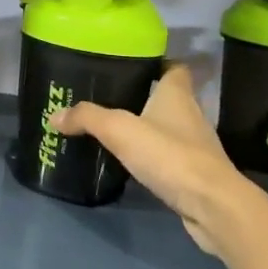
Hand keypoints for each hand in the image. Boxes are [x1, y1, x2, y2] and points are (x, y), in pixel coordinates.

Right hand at [49, 64, 266, 257]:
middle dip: (144, 96)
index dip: (158, 63)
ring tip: (115, 130)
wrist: (213, 205)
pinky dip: (154, 157)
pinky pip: (170, 157)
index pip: (174, 67)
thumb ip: (87, 118)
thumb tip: (55, 115)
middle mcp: (191, 114)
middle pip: (168, 97)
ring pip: (169, 128)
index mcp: (177, 94)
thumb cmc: (170, 155)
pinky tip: (132, 163)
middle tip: (110, 98)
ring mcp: (196, 146)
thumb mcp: (120, 130)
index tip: (133, 65)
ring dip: (148, 128)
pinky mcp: (195, 174)